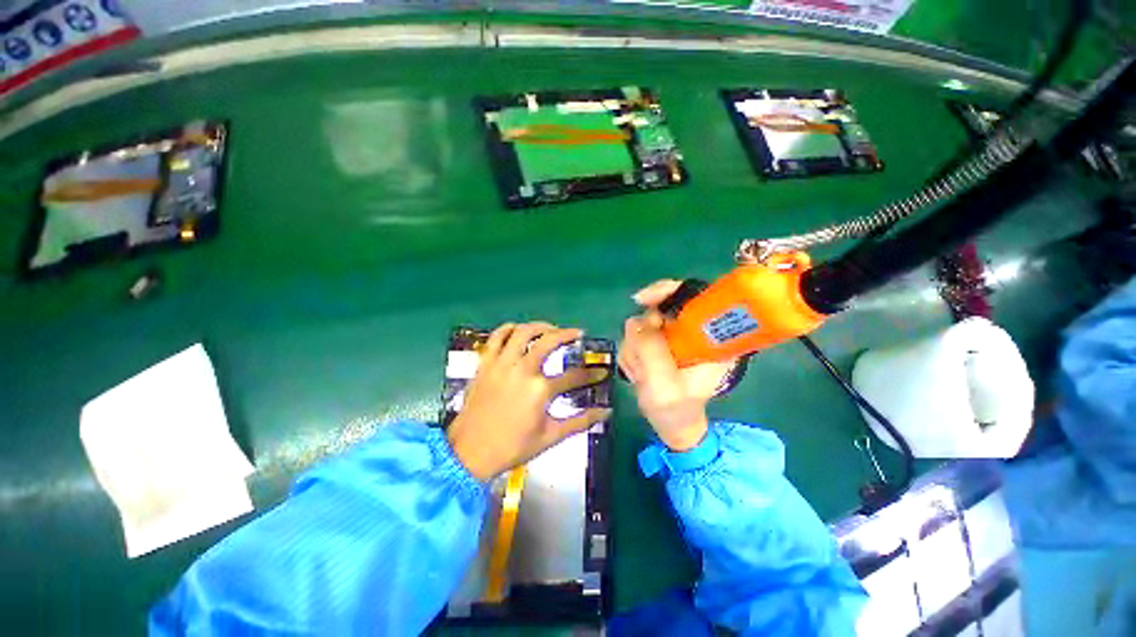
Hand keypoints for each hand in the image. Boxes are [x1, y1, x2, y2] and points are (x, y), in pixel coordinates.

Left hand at [447, 322, 610, 479]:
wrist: (469, 453)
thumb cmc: (512, 447)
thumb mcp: (551, 437)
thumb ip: (580, 422)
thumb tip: (606, 412)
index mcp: (540, 389)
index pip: (574, 376)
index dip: (591, 374)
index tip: (601, 371)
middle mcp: (522, 369)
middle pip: (549, 341)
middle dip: (567, 334)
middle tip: (577, 333)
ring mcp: (502, 363)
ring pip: (522, 332)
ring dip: (540, 326)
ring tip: (550, 328)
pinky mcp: (486, 363)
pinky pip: (496, 337)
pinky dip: (508, 329)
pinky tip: (518, 330)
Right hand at [619, 280, 736, 450]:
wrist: (671, 425)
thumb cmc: (677, 410)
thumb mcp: (665, 384)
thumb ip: (651, 351)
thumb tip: (634, 320)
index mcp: (710, 337)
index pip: (692, 294)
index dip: (667, 290)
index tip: (642, 300)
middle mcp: (691, 330)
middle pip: (658, 308)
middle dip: (643, 335)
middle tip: (641, 360)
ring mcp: (671, 336)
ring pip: (641, 324)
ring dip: (635, 351)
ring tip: (642, 376)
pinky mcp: (657, 342)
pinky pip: (634, 336)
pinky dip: (631, 355)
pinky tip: (638, 374)